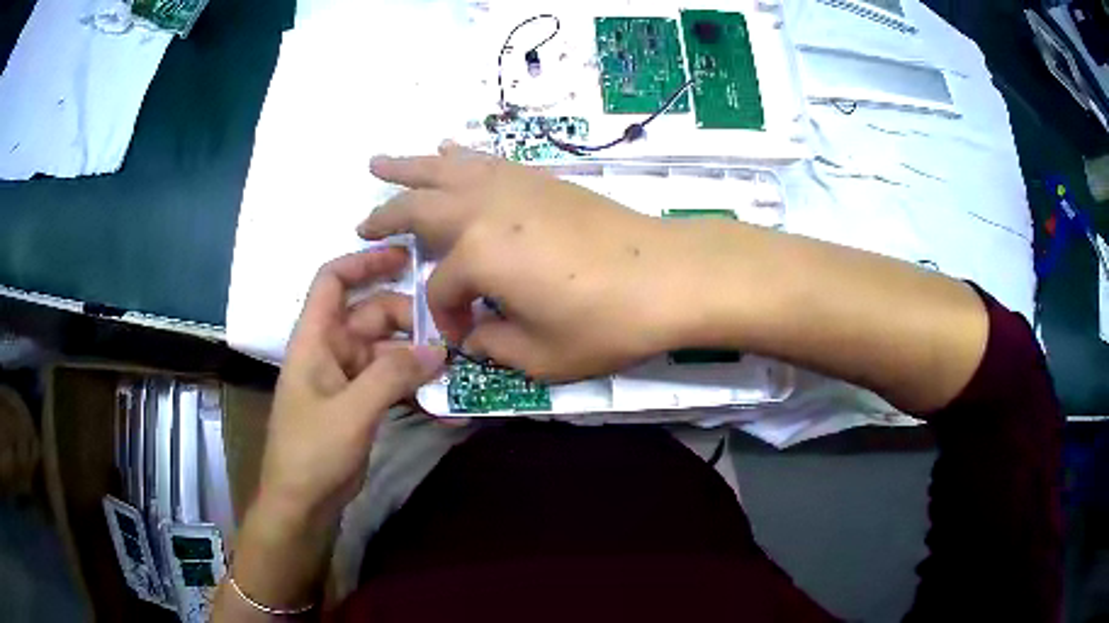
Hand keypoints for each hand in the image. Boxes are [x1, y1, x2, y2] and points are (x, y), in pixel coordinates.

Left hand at [257, 247, 445, 529]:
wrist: (302, 504)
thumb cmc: (312, 452)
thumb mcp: (352, 411)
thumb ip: (392, 375)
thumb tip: (438, 350)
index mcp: (315, 339)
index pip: (333, 281)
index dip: (365, 262)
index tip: (407, 257)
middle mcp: (331, 350)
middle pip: (371, 314)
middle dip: (409, 319)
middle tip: (451, 333)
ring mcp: (347, 378)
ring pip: (386, 350)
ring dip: (417, 356)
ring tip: (456, 366)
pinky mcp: (360, 404)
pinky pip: (391, 382)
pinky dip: (414, 386)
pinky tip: (444, 400)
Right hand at [359, 143, 693, 380]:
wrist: (669, 274)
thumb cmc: (606, 322)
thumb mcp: (540, 356)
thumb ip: (492, 345)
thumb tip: (473, 334)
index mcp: (478, 255)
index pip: (441, 292)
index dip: (445, 319)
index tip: (463, 337)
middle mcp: (484, 209)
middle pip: (419, 209)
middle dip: (386, 217)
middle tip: (360, 222)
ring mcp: (512, 185)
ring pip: (444, 169)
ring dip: (408, 167)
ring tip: (379, 163)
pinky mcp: (538, 177)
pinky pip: (485, 159)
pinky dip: (459, 154)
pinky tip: (447, 148)